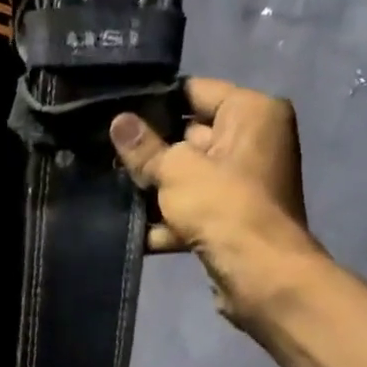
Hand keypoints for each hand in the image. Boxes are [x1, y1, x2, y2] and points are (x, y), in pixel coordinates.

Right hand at [110, 78, 319, 324]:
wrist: (260, 275)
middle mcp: (254, 142)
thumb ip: (144, 148)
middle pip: (190, 136)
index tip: (116, 114)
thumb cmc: (224, 207)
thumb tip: (119, 122)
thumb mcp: (175, 170)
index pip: (194, 91)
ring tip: (112, 191)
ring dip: (155, 190)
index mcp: (252, 113)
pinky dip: (168, 221)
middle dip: (151, 151)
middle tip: (106, 156)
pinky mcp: (233, 220)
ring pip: (188, 177)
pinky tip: (132, 231)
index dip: (154, 102)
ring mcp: (245, 184)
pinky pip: (194, 210)